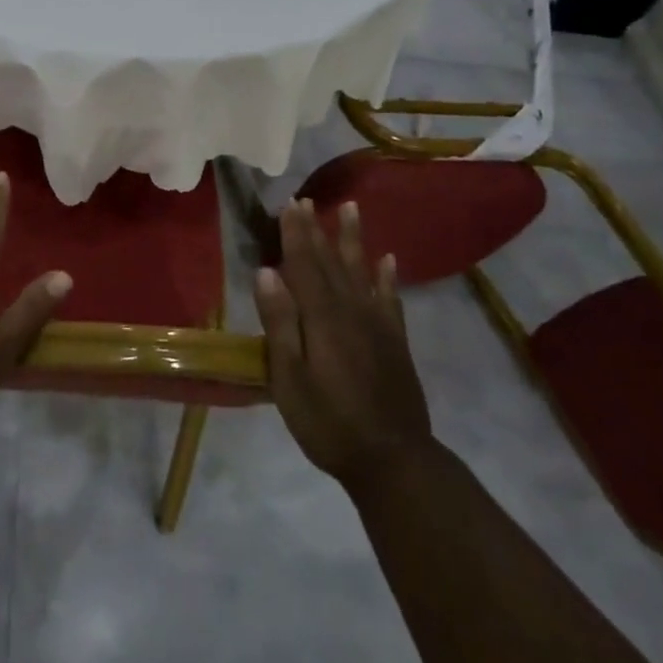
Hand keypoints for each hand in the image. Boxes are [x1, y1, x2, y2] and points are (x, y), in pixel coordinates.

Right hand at [255, 199, 432, 489]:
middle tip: (307, 199)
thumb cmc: (329, 423)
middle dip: (317, 229)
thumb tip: (267, 272)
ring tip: (351, 208)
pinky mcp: (395, 342)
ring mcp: (378, 325)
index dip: (295, 234)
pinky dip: (388, 276)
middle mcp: (352, 310)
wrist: (394, 462)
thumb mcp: (290, 378)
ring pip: (362, 270)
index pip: (303, 265)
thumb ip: (280, 323)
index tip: (289, 205)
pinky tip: (388, 259)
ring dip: (354, 239)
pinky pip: (391, 298)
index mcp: (322, 317)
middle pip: (331, 261)